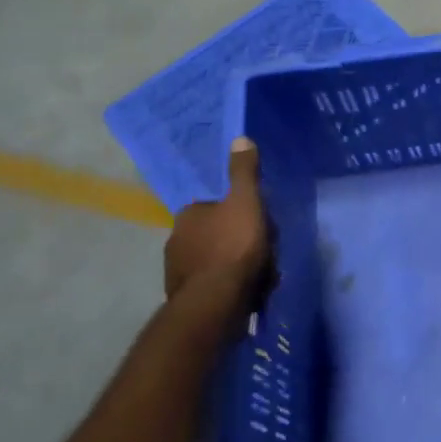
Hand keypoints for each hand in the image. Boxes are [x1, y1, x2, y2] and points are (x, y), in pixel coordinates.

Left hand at [164, 138, 270, 301]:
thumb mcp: (246, 202)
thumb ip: (244, 172)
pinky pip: (213, 286)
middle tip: (265, 252)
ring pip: (215, 261)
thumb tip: (240, 137)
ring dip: (234, 267)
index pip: (216, 206)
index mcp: (188, 214)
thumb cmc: (233, 246)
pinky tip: (247, 294)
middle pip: (216, 234)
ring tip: (261, 277)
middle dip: (238, 242)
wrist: (215, 303)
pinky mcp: (185, 299)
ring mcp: (177, 272)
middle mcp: (175, 240)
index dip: (240, 213)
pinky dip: (228, 287)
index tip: (259, 223)